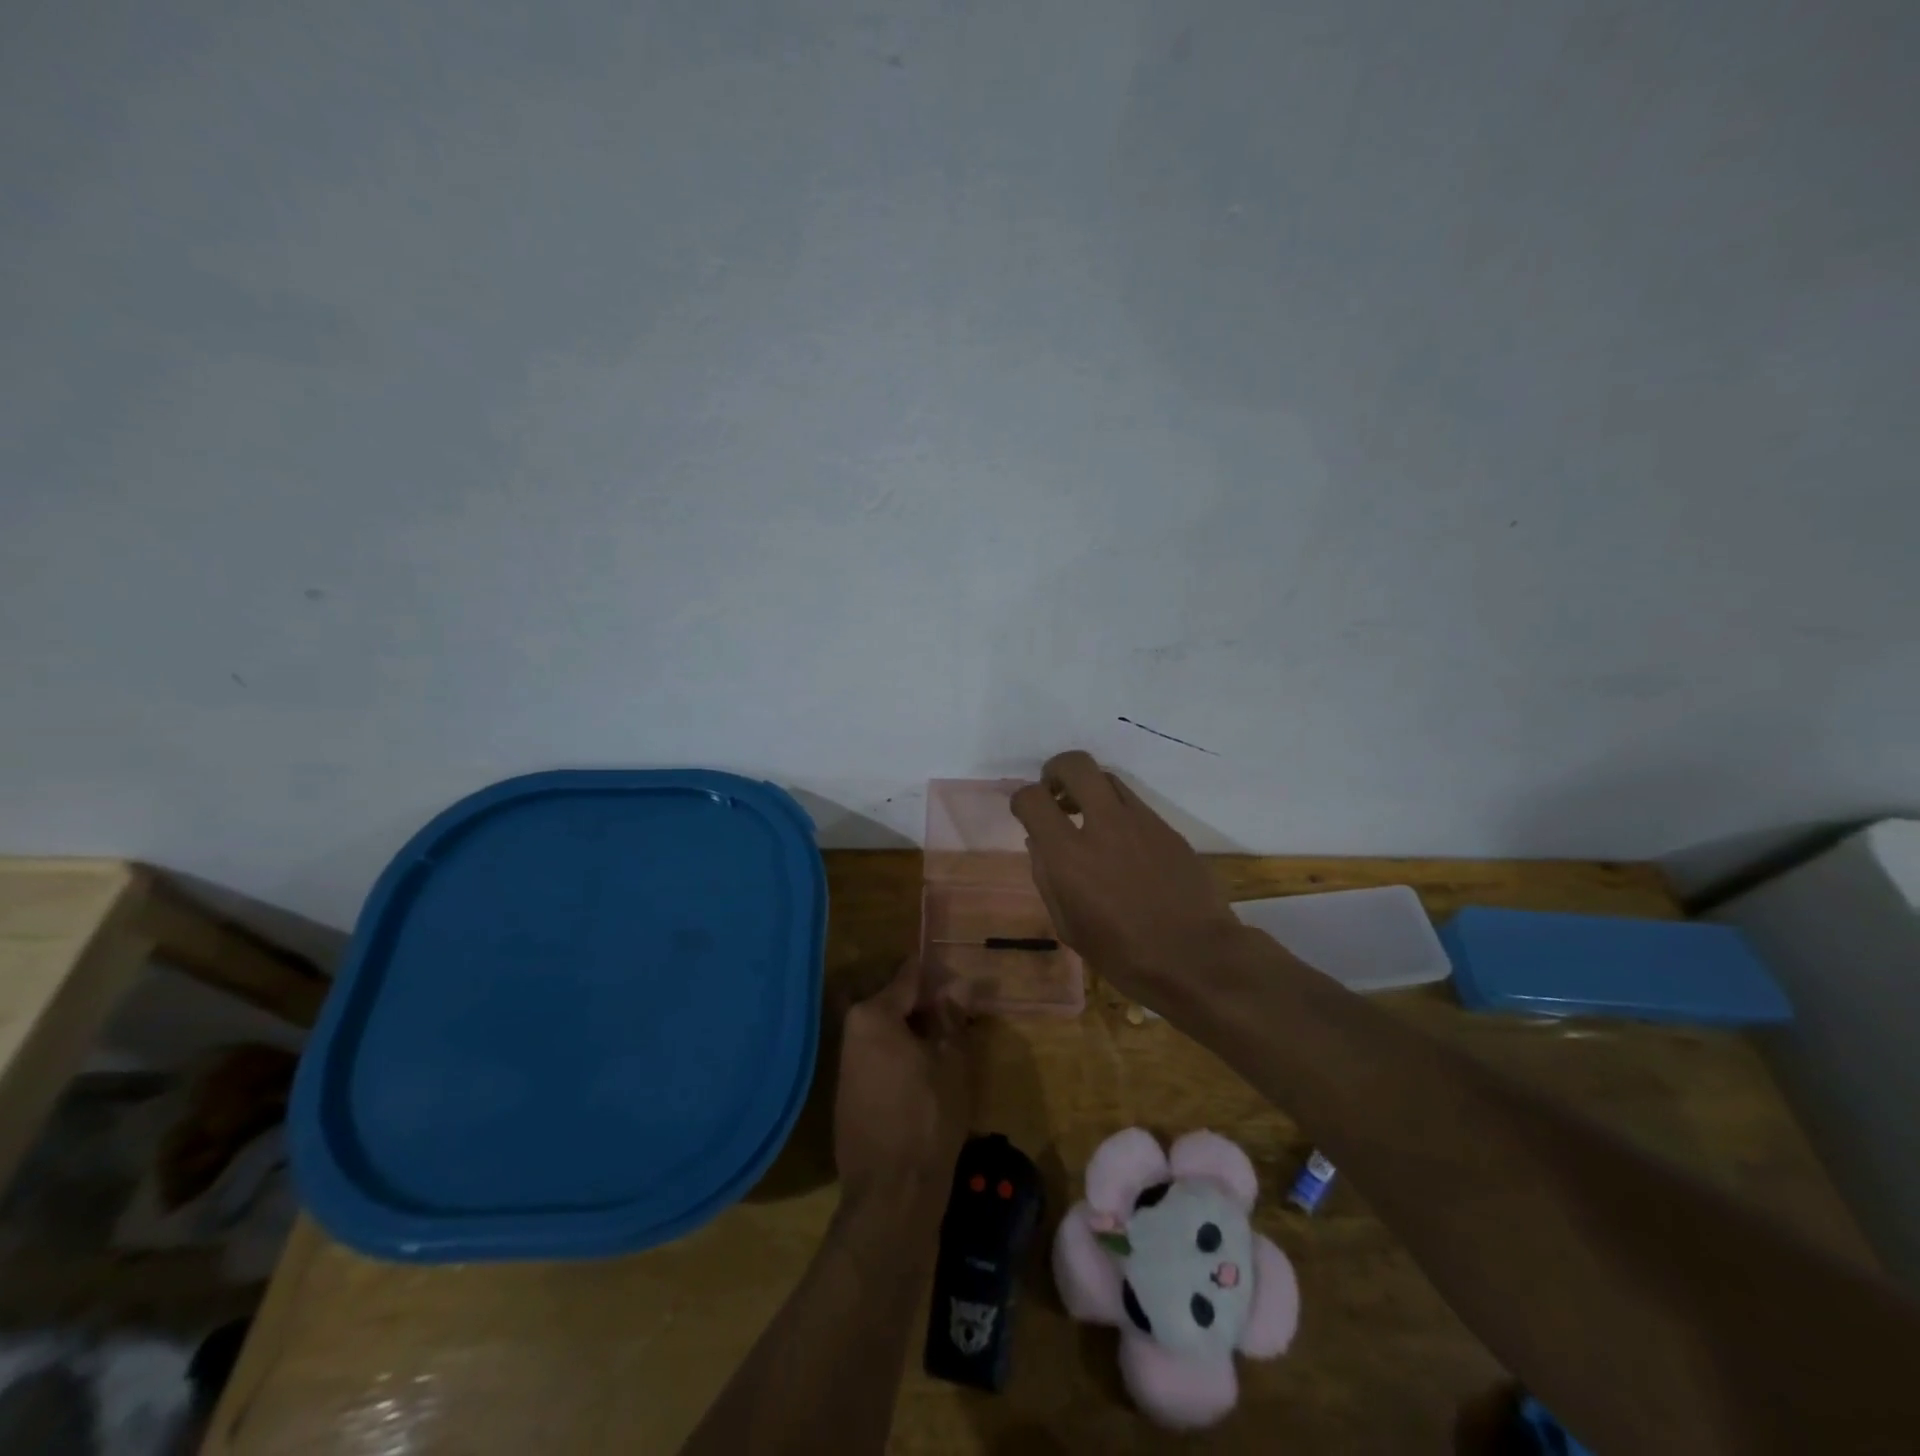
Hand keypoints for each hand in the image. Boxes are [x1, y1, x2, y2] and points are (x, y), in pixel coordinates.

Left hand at [834, 959, 973, 1202]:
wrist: (891, 1193)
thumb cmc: (928, 1116)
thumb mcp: (951, 1061)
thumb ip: (952, 1017)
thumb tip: (958, 985)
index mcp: (872, 1015)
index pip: (908, 977)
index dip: (937, 975)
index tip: (959, 977)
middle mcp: (851, 1031)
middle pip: (893, 1002)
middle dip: (926, 1004)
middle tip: (960, 1013)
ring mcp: (846, 1064)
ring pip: (886, 1032)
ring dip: (914, 1031)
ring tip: (948, 1041)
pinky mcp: (848, 1093)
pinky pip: (878, 1057)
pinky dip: (901, 1055)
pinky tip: (926, 1070)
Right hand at [1012, 750, 1244, 1001]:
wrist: (1197, 959)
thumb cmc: (1124, 955)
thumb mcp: (1069, 927)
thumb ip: (1048, 878)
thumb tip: (1039, 843)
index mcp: (1070, 855)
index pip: (1032, 798)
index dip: (1021, 799)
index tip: (1026, 813)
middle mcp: (1104, 825)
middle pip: (1076, 764)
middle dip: (1057, 770)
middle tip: (1056, 795)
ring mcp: (1141, 822)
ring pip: (1108, 778)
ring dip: (1090, 789)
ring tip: (1087, 816)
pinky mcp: (1168, 828)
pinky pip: (1134, 804)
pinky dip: (1118, 812)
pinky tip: (1121, 843)